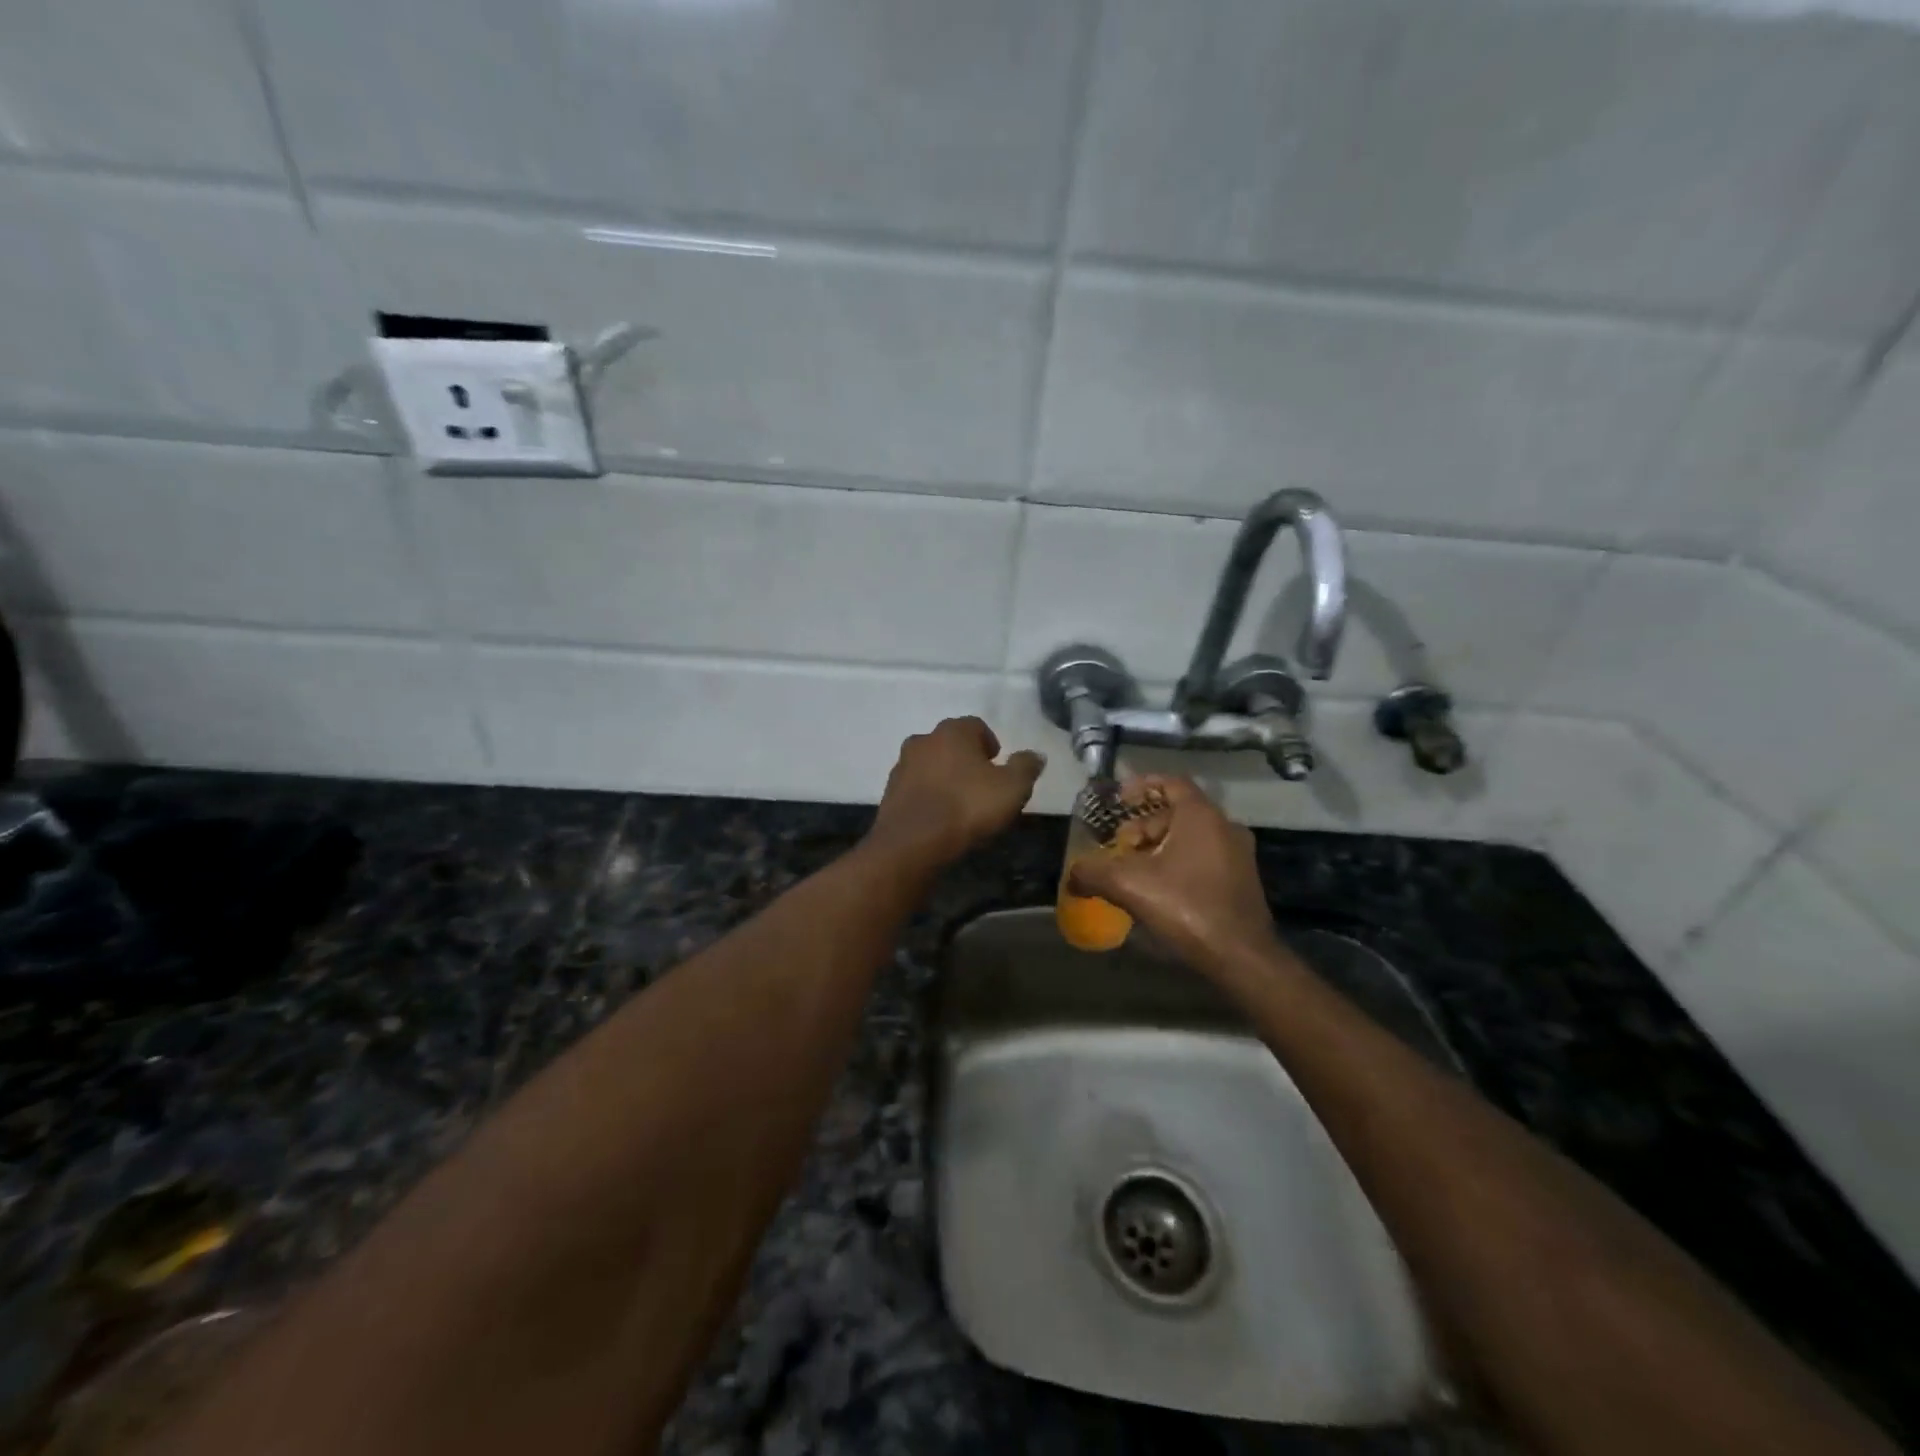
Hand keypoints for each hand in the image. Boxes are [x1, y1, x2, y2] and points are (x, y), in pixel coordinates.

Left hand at [865, 718, 1044, 868]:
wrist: (911, 843)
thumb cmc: (967, 807)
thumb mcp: (1012, 789)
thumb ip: (1025, 767)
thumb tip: (1035, 755)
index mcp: (953, 731)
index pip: (976, 726)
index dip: (990, 744)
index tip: (998, 766)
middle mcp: (923, 740)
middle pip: (951, 744)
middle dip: (966, 759)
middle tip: (982, 785)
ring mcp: (902, 766)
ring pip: (930, 765)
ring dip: (945, 777)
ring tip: (960, 804)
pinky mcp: (889, 792)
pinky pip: (916, 788)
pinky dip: (928, 796)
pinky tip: (939, 817)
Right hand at [1069, 775, 1279, 970]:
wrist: (1241, 957)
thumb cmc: (1186, 907)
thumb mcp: (1129, 885)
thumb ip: (1093, 873)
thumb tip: (1072, 876)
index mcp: (1201, 816)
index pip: (1171, 783)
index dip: (1142, 787)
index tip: (1119, 800)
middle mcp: (1225, 827)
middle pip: (1177, 813)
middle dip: (1144, 827)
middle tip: (1120, 845)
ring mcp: (1238, 855)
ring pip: (1191, 838)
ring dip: (1159, 847)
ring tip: (1133, 870)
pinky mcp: (1242, 881)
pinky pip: (1204, 858)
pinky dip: (1178, 863)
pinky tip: (1158, 890)